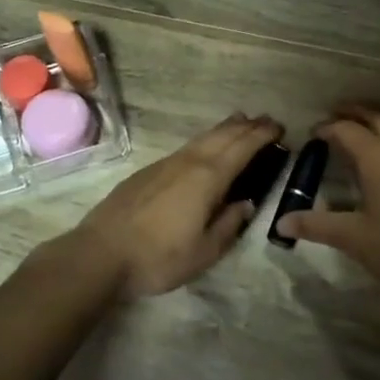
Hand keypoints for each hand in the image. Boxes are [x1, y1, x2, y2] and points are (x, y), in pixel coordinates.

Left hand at [70, 114, 282, 298]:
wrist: (100, 253)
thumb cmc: (158, 258)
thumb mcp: (204, 252)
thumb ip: (229, 224)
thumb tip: (246, 203)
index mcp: (208, 178)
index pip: (242, 148)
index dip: (262, 136)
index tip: (279, 128)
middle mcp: (189, 162)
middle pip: (223, 136)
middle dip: (247, 127)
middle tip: (266, 121)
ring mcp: (165, 164)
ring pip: (202, 138)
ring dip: (225, 129)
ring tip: (240, 122)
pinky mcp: (148, 171)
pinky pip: (187, 147)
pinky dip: (205, 140)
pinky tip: (204, 147)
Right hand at [275, 106, 379, 310]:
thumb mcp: (351, 237)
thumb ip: (315, 225)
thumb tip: (282, 222)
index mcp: (378, 157)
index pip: (347, 130)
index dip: (327, 128)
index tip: (312, 134)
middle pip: (377, 118)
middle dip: (354, 113)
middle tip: (335, 116)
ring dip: (379, 123)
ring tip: (363, 133)